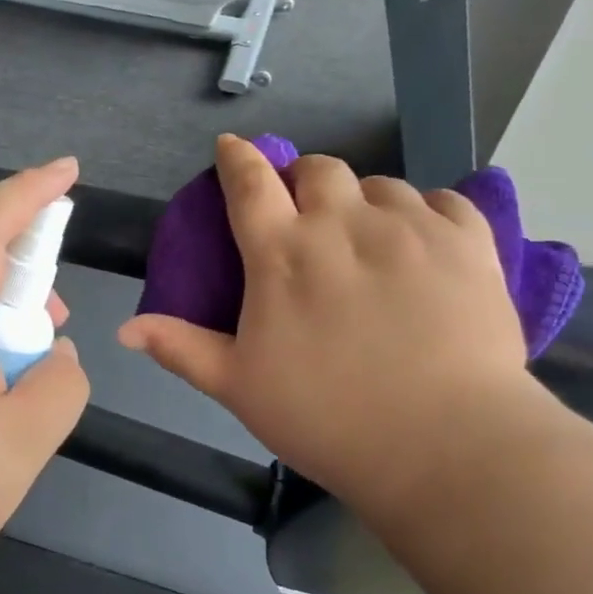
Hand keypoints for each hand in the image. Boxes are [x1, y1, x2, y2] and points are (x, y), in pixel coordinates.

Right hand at [117, 135, 532, 513]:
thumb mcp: (239, 387)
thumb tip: (124, 329)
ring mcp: (410, 227)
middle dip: (304, 179)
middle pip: (319, 169)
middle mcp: (343, 223)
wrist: (447, 446)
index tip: (232, 146)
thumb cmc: (329, 418)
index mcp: (282, 254)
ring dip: (364, 201)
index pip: (250, 183)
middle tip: (307, 210)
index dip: (237, 158)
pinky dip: (427, 213)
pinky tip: (424, 242)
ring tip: (369, 238)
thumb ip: (181, 348)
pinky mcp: (468, 242)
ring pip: (381, 184)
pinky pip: (444, 201)